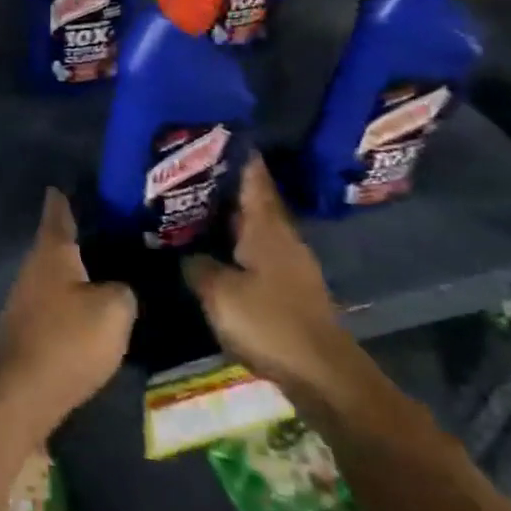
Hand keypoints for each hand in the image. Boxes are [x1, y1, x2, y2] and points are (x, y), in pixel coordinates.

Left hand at [0, 189, 135, 440]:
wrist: (20, 394)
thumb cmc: (67, 340)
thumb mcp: (114, 310)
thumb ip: (124, 289)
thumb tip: (120, 287)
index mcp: (53, 249)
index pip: (60, 209)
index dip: (70, 194)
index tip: (81, 182)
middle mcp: (34, 266)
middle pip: (59, 241)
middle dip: (85, 234)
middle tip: (119, 229)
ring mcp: (26, 297)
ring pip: (59, 272)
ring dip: (81, 270)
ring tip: (115, 268)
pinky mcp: (29, 327)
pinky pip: (57, 301)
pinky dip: (76, 299)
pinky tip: (96, 308)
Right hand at [183, 156, 357, 402]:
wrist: (325, 377)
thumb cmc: (271, 324)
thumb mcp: (220, 294)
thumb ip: (197, 267)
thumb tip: (185, 254)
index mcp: (266, 226)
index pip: (253, 177)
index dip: (236, 154)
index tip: (215, 133)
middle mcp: (281, 236)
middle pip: (253, 199)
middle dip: (224, 183)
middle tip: (188, 170)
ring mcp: (289, 263)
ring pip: (255, 226)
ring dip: (229, 215)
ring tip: (194, 206)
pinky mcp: (290, 288)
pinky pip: (257, 251)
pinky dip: (236, 243)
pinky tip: (215, 250)